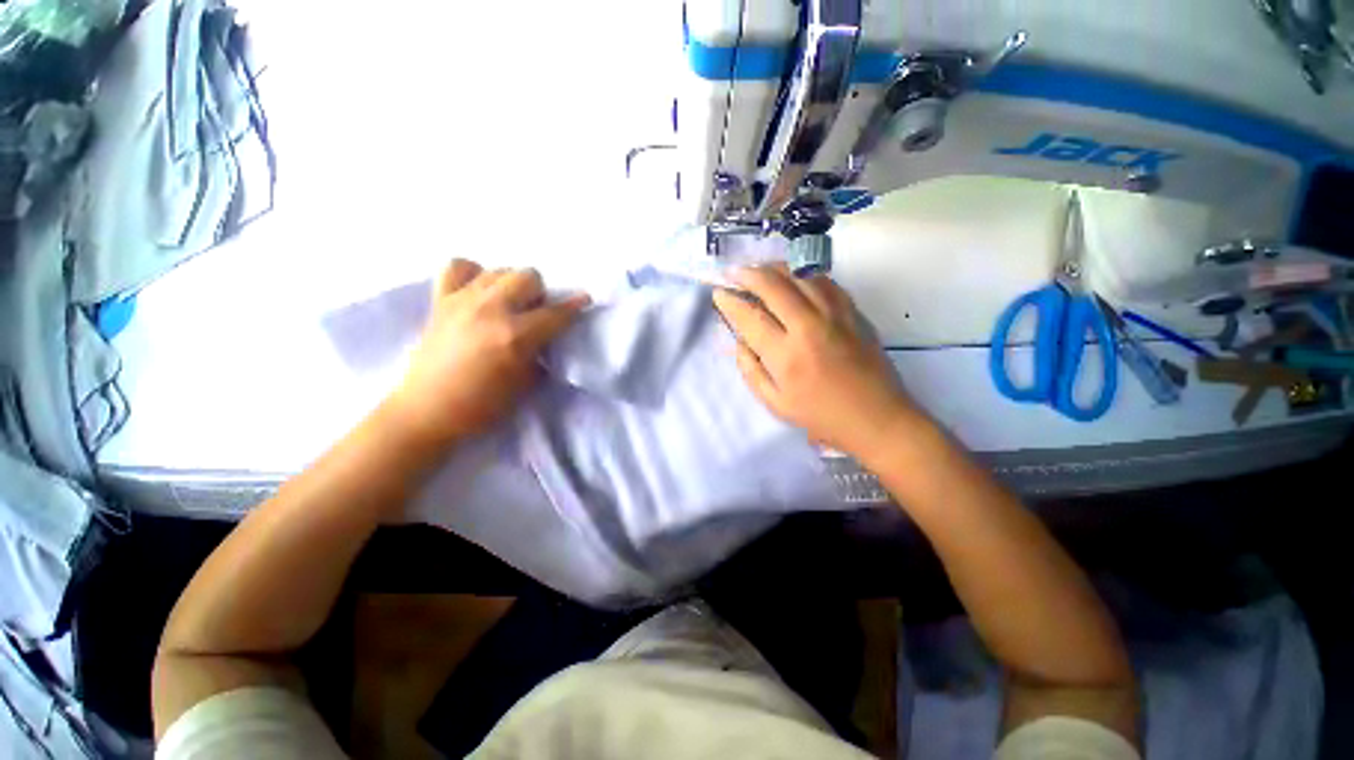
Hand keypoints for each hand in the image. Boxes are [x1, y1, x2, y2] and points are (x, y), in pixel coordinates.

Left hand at [385, 259, 588, 447]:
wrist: (427, 411)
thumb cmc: (482, 406)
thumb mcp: (526, 384)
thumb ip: (541, 354)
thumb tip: (548, 338)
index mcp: (516, 336)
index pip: (556, 313)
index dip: (575, 306)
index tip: (585, 300)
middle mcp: (492, 310)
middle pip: (528, 276)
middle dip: (539, 294)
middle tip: (534, 314)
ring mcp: (463, 301)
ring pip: (499, 269)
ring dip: (512, 285)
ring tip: (508, 305)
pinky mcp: (440, 301)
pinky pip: (458, 267)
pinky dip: (473, 274)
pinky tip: (478, 291)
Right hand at [712, 265, 920, 456]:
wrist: (876, 417)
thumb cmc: (821, 416)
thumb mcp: (776, 403)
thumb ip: (751, 370)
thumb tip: (738, 342)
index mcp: (786, 356)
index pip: (750, 317)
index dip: (730, 302)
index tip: (719, 293)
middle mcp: (809, 328)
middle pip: (774, 286)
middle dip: (749, 274)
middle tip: (734, 272)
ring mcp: (835, 316)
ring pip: (801, 276)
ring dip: (775, 267)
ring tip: (761, 268)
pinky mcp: (854, 312)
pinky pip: (826, 282)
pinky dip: (805, 274)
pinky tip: (795, 276)